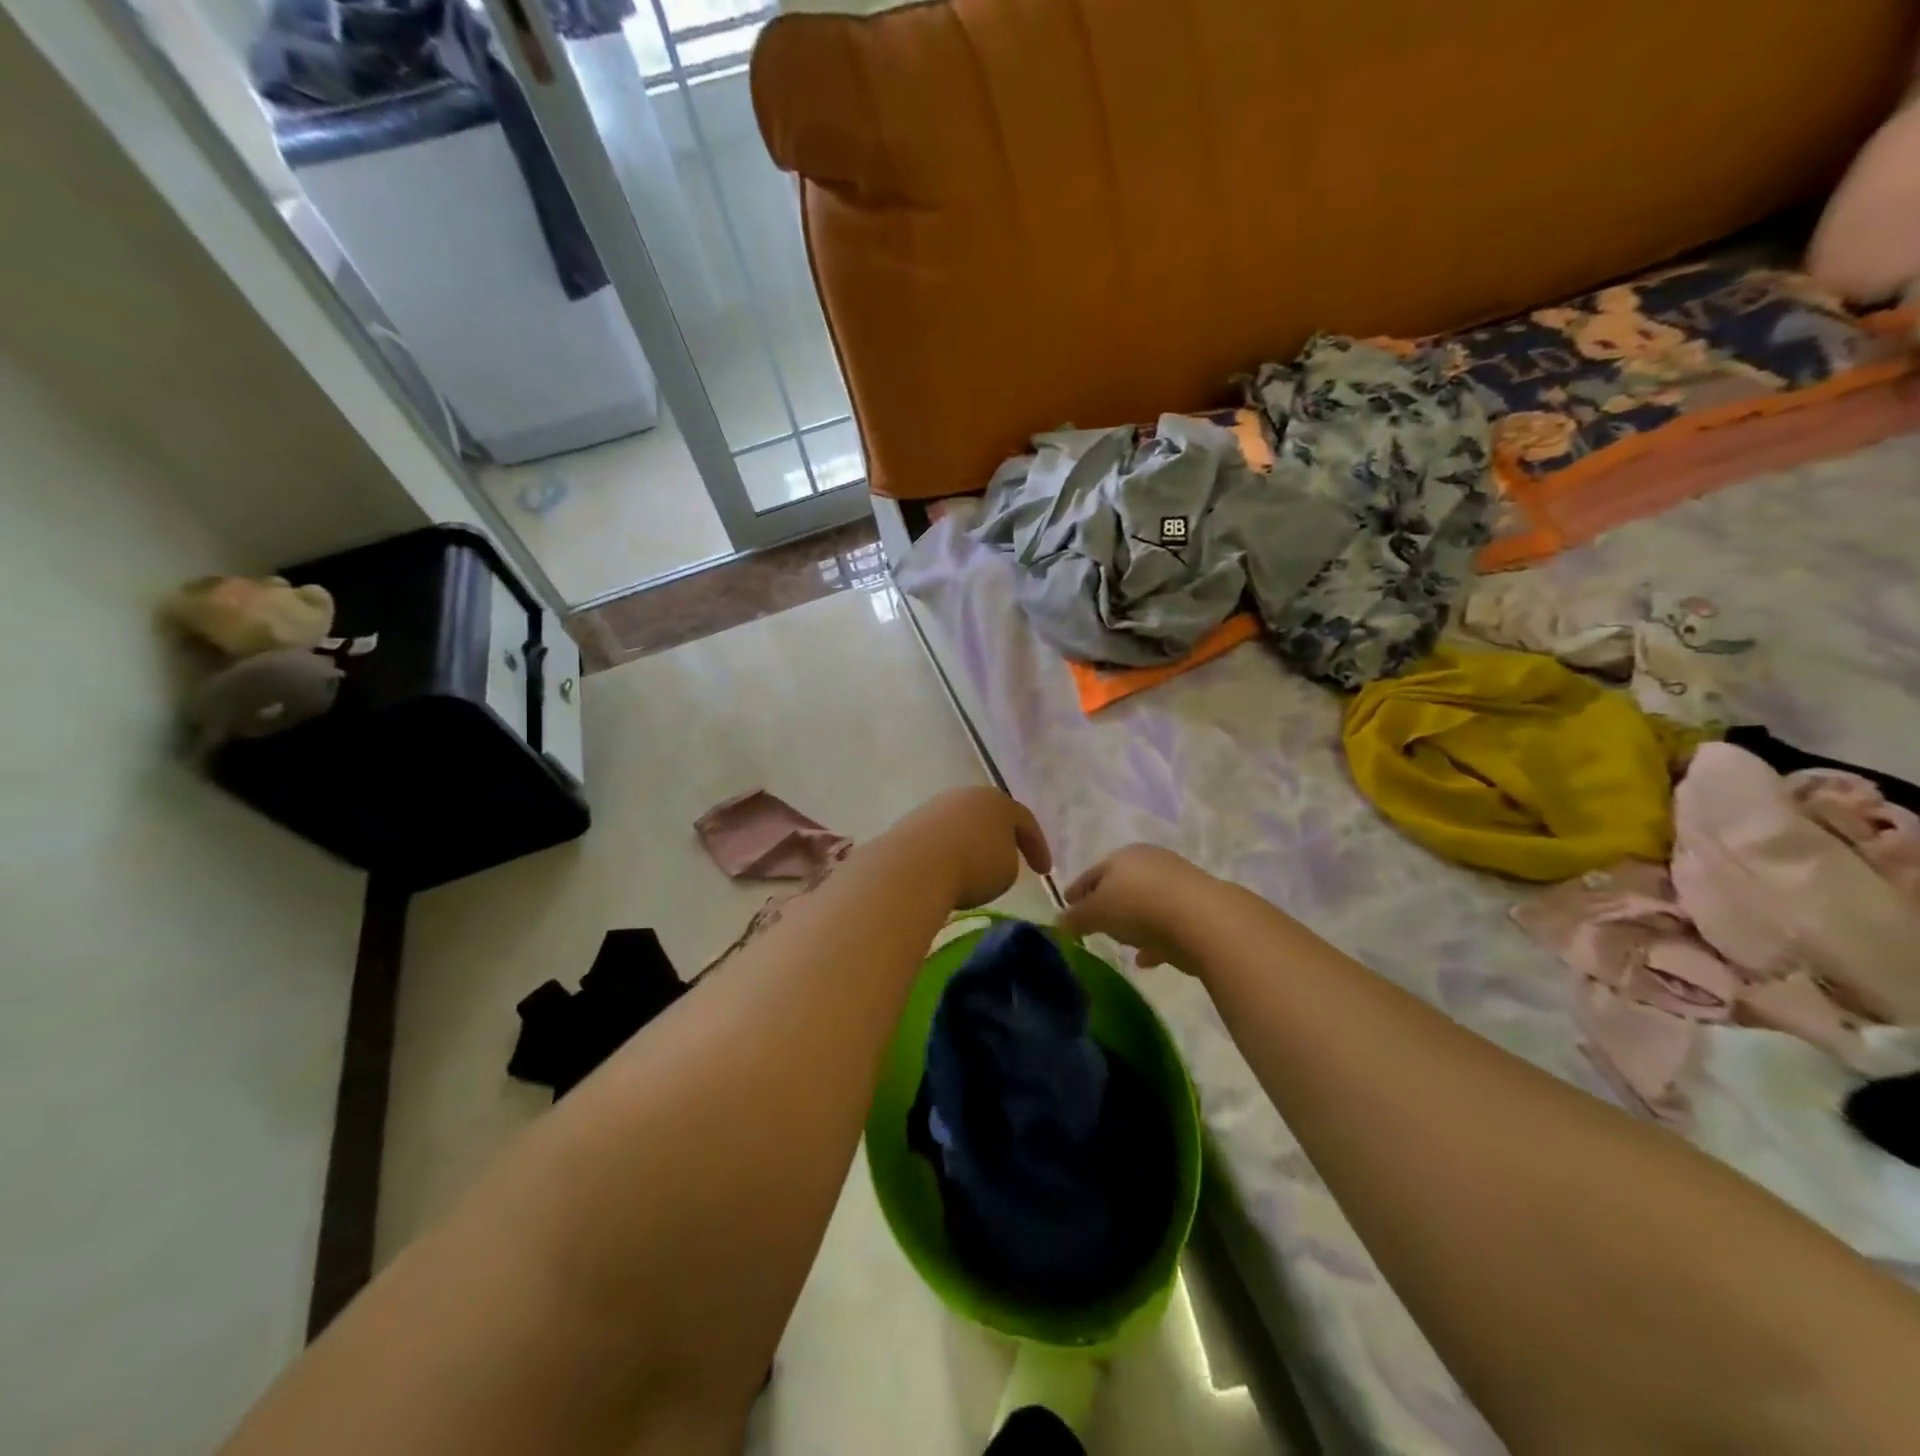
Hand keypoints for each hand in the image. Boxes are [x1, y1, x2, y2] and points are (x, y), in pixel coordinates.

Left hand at [884, 787, 1051, 910]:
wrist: (914, 867)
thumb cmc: (973, 867)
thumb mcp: (1007, 872)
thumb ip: (1008, 860)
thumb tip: (992, 859)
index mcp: (998, 802)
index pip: (1026, 821)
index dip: (1038, 847)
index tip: (1044, 872)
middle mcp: (967, 796)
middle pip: (990, 816)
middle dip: (1001, 838)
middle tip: (1010, 859)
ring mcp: (935, 806)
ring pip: (962, 825)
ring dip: (971, 844)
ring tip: (974, 869)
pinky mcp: (911, 823)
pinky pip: (939, 839)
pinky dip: (947, 853)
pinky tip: (947, 870)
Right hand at [1058, 844, 1215, 970]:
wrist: (1204, 920)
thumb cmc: (1139, 907)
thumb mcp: (1096, 913)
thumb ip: (1075, 919)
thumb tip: (1058, 923)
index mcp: (1123, 856)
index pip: (1092, 873)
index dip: (1076, 891)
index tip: (1066, 906)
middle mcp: (1151, 863)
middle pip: (1121, 885)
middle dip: (1106, 903)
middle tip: (1093, 923)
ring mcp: (1178, 884)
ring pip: (1146, 904)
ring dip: (1133, 922)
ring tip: (1120, 943)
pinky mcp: (1199, 908)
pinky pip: (1168, 924)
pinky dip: (1154, 938)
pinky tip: (1146, 959)